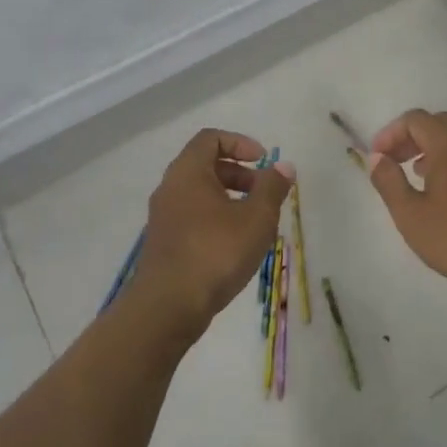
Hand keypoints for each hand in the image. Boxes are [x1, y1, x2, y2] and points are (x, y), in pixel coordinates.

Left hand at [133, 128, 292, 339]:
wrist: (168, 307)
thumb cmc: (215, 253)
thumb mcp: (256, 218)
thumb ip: (272, 188)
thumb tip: (283, 166)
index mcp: (187, 173)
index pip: (210, 138)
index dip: (240, 143)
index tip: (263, 161)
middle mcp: (170, 188)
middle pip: (205, 165)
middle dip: (239, 172)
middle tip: (264, 192)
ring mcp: (163, 217)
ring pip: (199, 193)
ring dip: (229, 197)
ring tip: (254, 221)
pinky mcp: (164, 242)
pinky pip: (192, 216)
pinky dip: (215, 217)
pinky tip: (235, 245)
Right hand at [365, 110, 446, 296]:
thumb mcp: (410, 214)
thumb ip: (389, 181)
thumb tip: (377, 158)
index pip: (414, 119)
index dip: (390, 134)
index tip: (377, 158)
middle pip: (437, 123)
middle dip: (410, 137)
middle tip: (394, 161)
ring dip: (430, 148)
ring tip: (414, 174)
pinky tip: (441, 190)